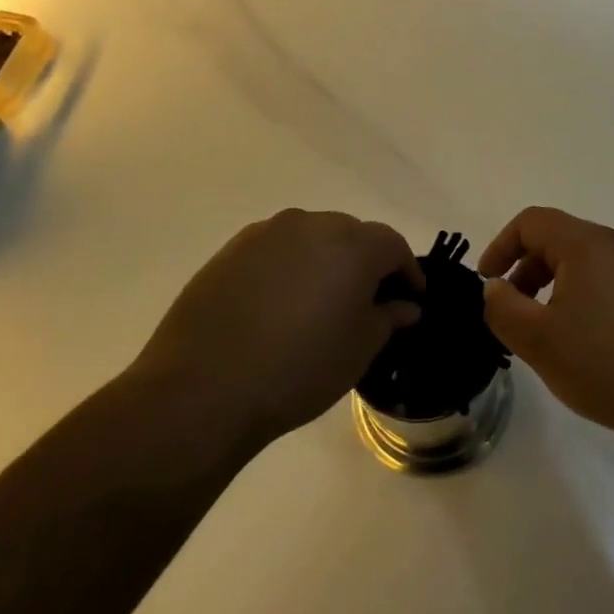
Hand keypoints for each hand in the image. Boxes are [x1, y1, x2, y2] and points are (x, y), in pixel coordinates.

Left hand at [131, 210, 422, 450]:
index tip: (411, 298)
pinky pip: (277, 249)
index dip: (407, 271)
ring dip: (326, 261)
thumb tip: (405, 305)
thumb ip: (389, 317)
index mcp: (353, 245)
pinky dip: (290, 266)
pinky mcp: (232, 248)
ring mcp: (268, 233)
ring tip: (321, 301)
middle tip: (367, 300)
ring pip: (313, 238)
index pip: (393, 245)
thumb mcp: (359, 349)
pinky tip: (280, 303)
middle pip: (353, 235)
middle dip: (366, 262)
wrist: (203, 388)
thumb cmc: (299, 369)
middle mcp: (313, 224)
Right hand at [478, 207, 613, 446]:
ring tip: (548, 333)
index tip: (487, 284)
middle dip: (526, 270)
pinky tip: (588, 344)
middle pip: (560, 240)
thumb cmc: (607, 364)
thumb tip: (495, 288)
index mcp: (588, 244)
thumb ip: (503, 308)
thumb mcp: (539, 341)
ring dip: (555, 287)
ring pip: (586, 263)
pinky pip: (611, 283)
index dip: (501, 246)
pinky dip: (585, 299)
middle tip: (513, 314)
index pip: (532, 222)